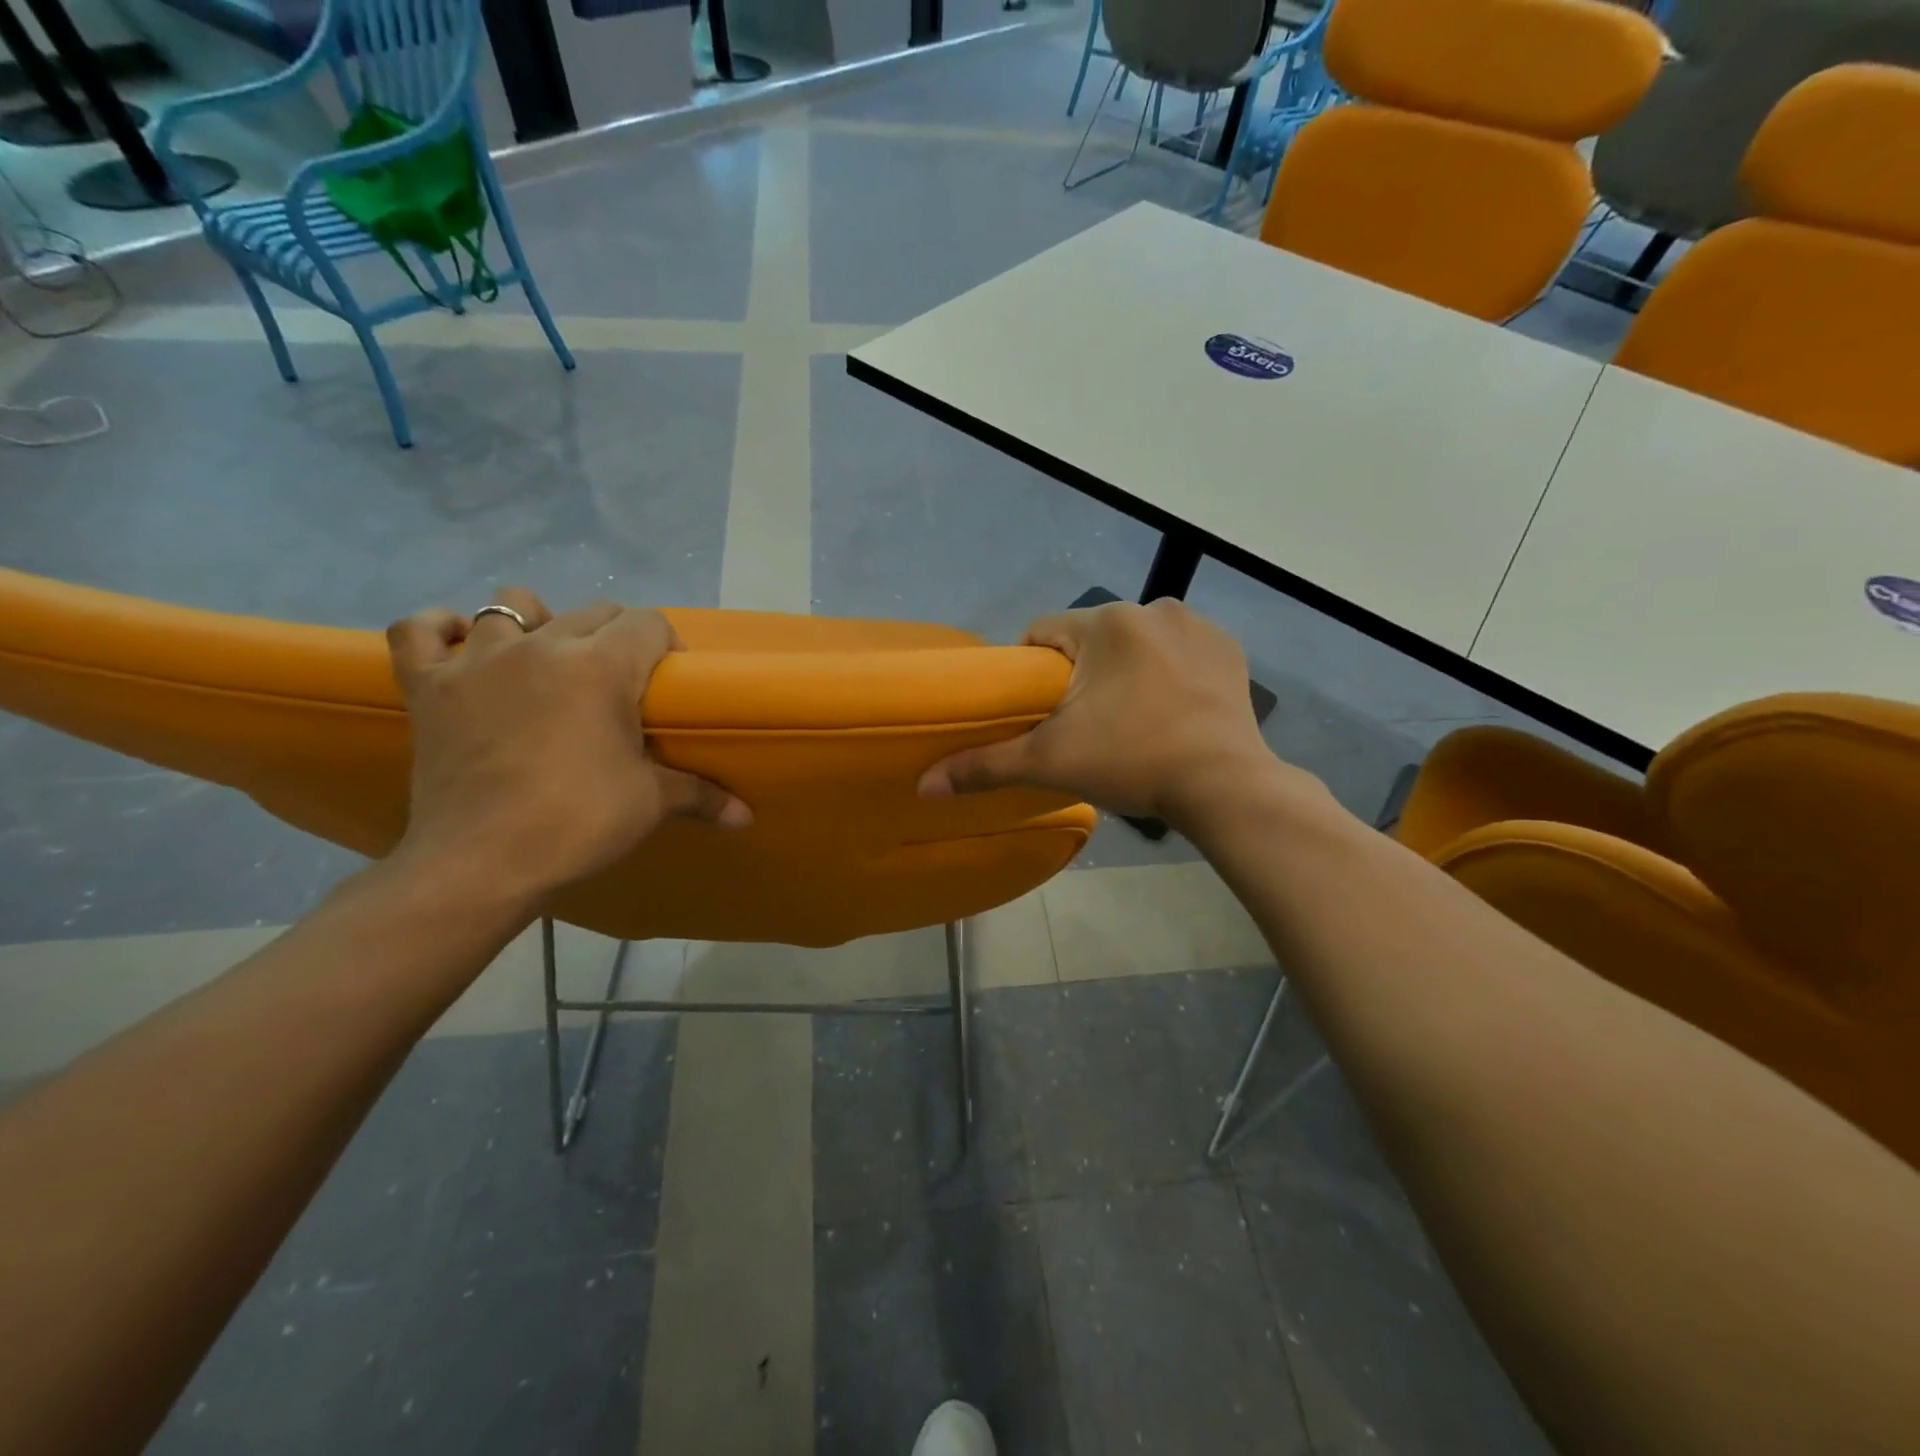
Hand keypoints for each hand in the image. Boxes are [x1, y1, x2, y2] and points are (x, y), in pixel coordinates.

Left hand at [386, 588, 750, 907]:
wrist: (481, 863)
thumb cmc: (577, 823)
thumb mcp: (651, 804)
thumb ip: (703, 796)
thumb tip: (747, 817)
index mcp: (601, 666)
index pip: (648, 623)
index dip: (666, 646)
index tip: (668, 681)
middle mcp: (542, 646)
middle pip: (593, 611)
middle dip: (616, 636)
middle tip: (621, 683)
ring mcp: (478, 661)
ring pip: (508, 605)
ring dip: (534, 623)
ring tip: (544, 660)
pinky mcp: (428, 686)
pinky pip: (418, 631)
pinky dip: (438, 631)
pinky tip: (458, 648)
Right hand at [919, 599, 1297, 826]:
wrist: (1225, 785)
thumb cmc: (1132, 762)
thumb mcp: (1050, 763)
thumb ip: (985, 766)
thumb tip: (923, 786)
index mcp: (1105, 623)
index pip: (1043, 632)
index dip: (1031, 671)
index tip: (1039, 711)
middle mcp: (1152, 608)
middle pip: (1090, 639)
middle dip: (1080, 674)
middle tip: (1084, 725)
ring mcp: (1197, 626)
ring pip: (1134, 644)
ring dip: (1124, 671)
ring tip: (1129, 721)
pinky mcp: (1228, 649)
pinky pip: (1178, 652)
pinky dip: (1167, 673)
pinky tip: (1170, 710)